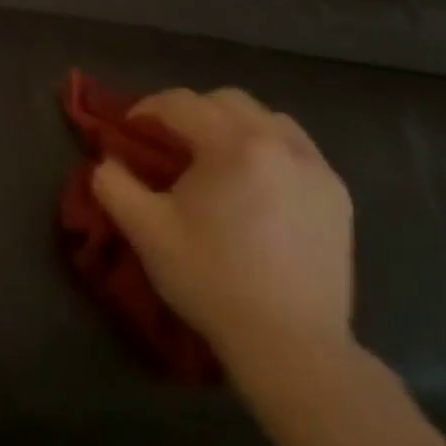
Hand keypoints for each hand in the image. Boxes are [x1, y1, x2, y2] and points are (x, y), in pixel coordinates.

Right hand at [92, 88, 353, 378]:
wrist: (291, 344)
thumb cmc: (212, 281)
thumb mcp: (145, 232)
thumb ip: (114, 185)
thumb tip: (107, 161)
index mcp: (233, 146)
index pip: (181, 103)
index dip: (146, 110)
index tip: (128, 132)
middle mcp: (280, 143)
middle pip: (226, 101)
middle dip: (190, 112)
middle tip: (168, 144)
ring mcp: (316, 168)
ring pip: (268, 119)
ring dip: (233, 126)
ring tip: (214, 159)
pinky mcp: (337, 195)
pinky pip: (297, 149)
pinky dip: (268, 149)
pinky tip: (255, 183)